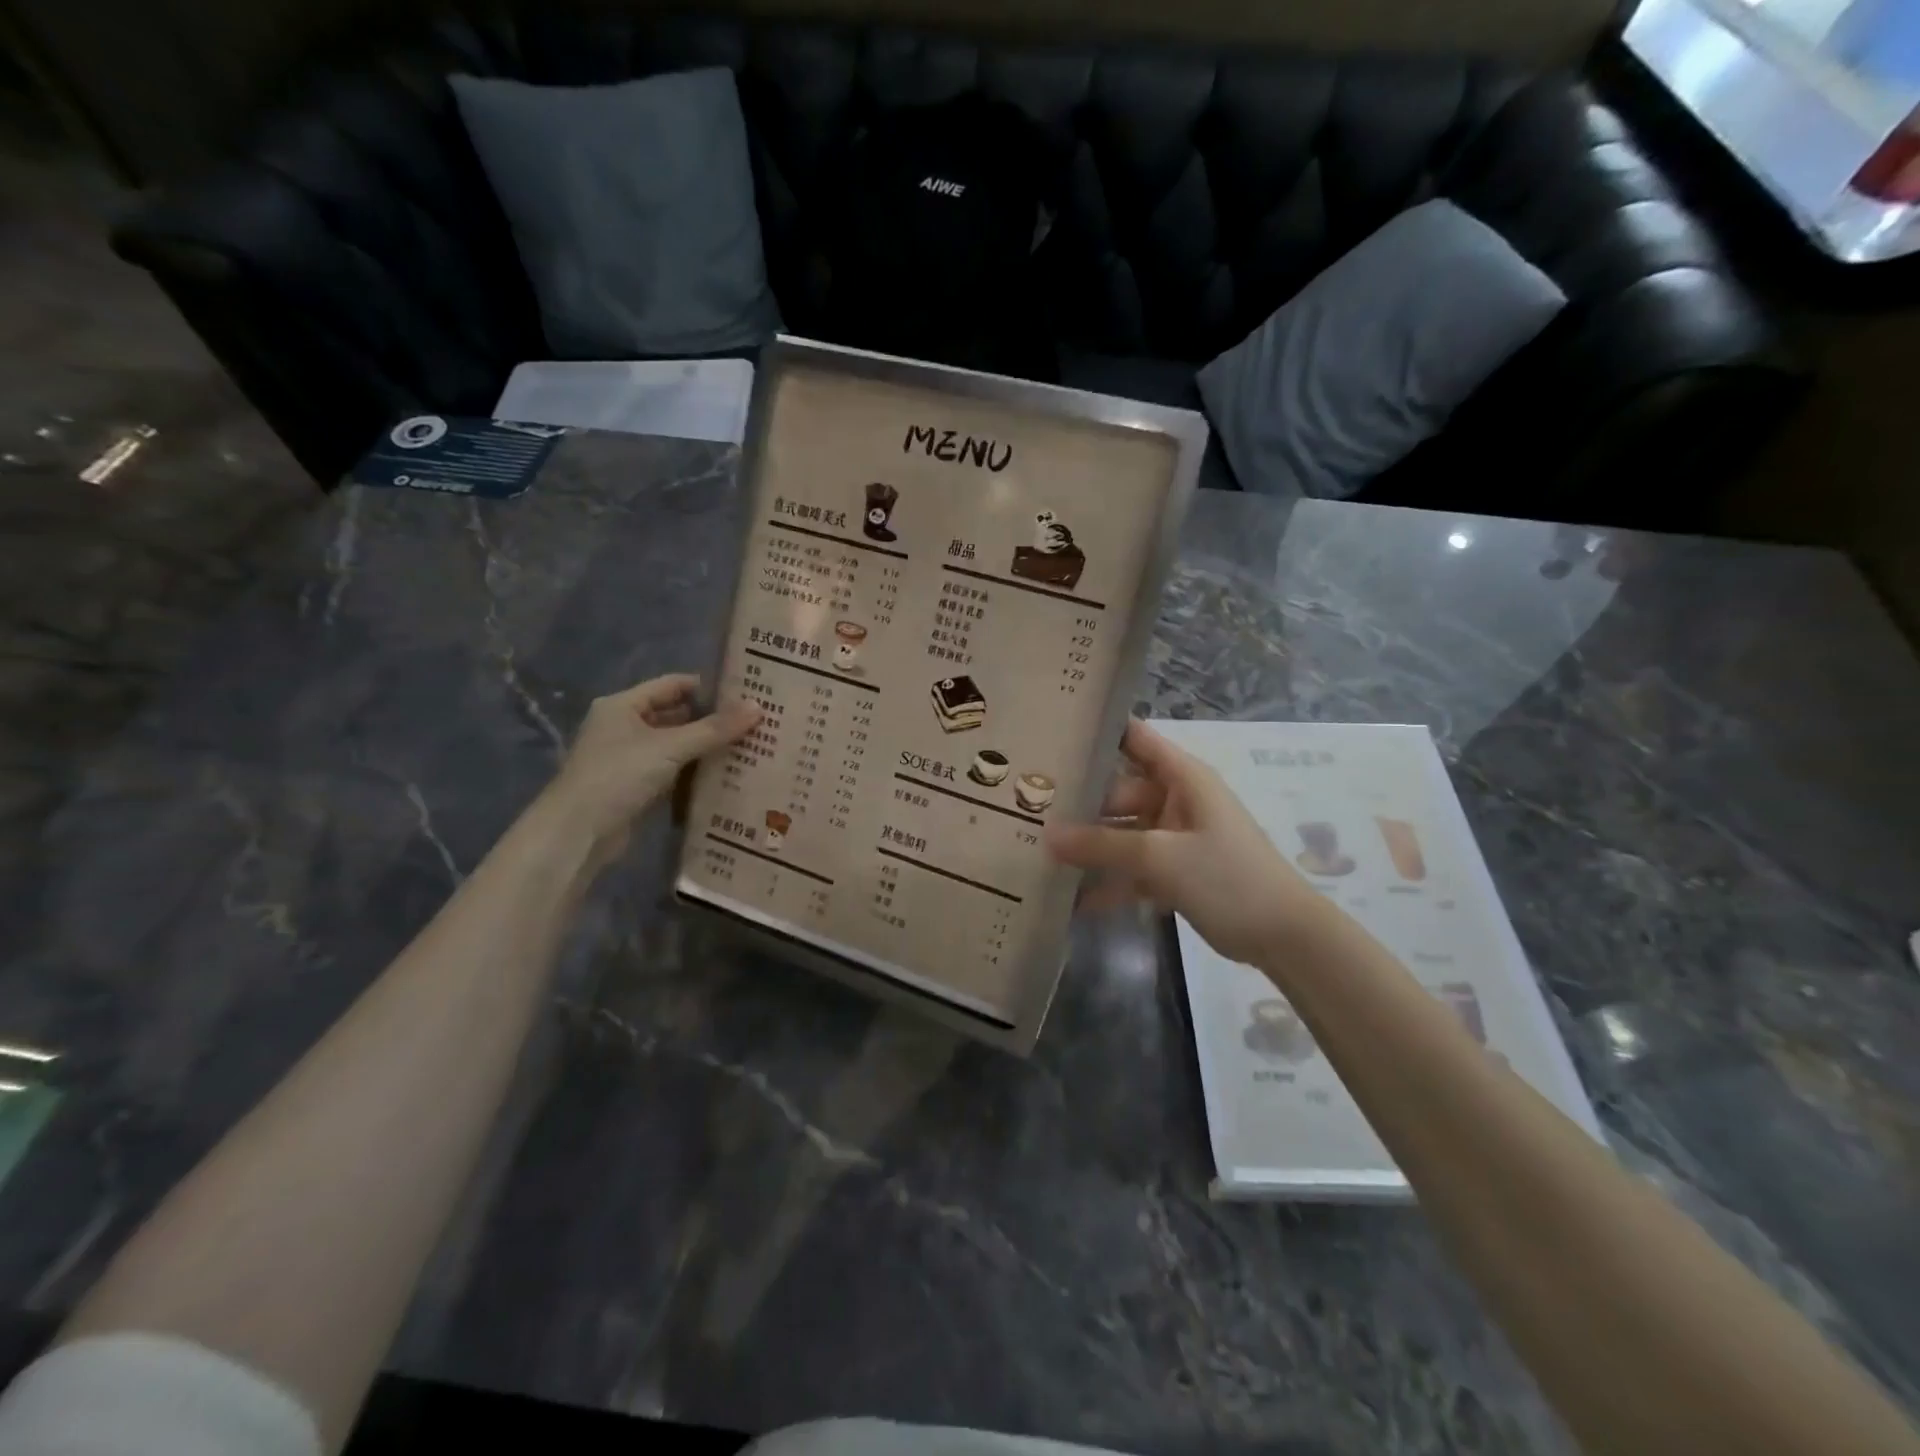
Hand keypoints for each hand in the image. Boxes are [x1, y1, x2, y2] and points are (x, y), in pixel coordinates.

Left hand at [543, 674, 759, 858]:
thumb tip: (758, 707)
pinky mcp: (636, 786)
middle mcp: (624, 726)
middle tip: (754, 722)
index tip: (745, 693)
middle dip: (712, 719)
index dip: (708, 687)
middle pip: (676, 715)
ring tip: (749, 746)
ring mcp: (629, 758)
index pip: (673, 684)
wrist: (578, 833)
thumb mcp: (670, 747)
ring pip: (676, 745)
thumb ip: (714, 729)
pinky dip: (695, 771)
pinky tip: (726, 774)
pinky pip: (673, 770)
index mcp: (623, 705)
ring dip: (706, 747)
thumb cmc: (619, 776)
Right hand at [1046, 719, 1328, 965]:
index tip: (1050, 733)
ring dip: (1090, 847)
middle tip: (1026, 812)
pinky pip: (1132, 868)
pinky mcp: (1174, 872)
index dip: (1097, 731)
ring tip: (1038, 854)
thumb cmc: (1228, 877)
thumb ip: (1102, 844)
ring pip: (1122, 833)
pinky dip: (1109, 881)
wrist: (1284, 937)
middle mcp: (1175, 800)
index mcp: (1182, 778)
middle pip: (1118, 791)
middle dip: (1079, 803)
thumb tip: (1047, 835)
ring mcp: (1174, 837)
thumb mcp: (1160, 857)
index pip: (1134, 738)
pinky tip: (1072, 900)